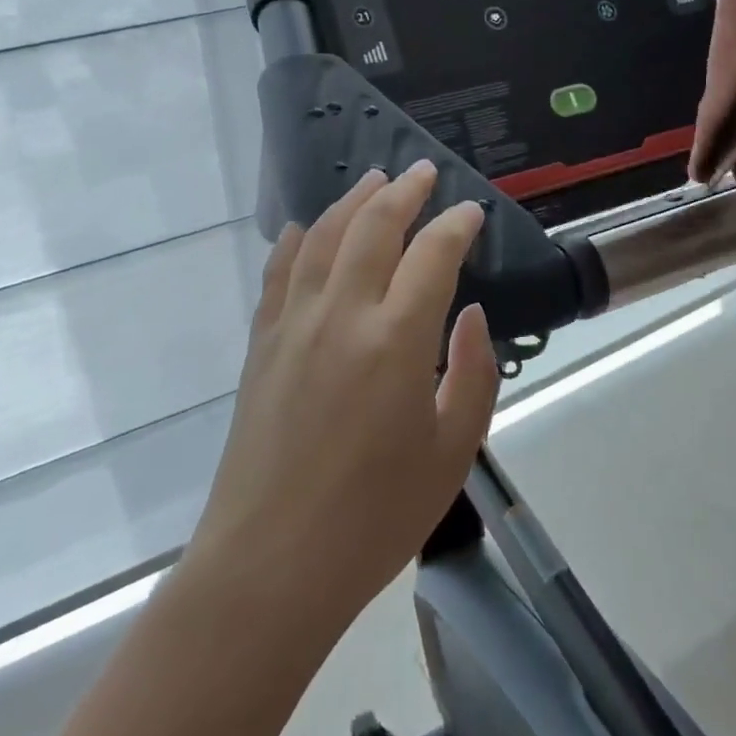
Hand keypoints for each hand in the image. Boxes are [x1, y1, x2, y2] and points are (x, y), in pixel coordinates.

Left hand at [188, 162, 499, 627]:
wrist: (272, 563)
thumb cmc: (375, 517)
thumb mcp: (452, 453)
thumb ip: (473, 374)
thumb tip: (468, 313)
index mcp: (397, 339)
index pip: (433, 254)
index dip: (456, 224)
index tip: (471, 211)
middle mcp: (343, 314)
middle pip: (373, 226)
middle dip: (403, 191)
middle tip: (422, 171)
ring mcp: (294, 323)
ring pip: (323, 236)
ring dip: (351, 201)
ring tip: (372, 180)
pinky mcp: (262, 342)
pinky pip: (279, 272)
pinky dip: (295, 240)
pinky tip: (303, 227)